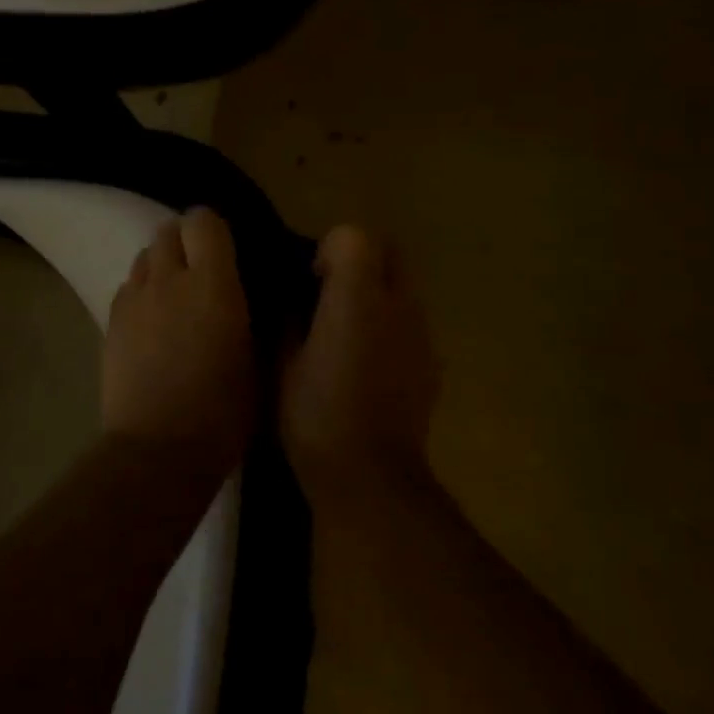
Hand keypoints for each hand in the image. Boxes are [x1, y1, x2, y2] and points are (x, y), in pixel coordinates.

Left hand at [102, 209, 257, 469]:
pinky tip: (152, 322)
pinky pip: (127, 288)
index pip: (203, 221)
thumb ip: (246, 313)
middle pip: (166, 231)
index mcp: (212, 284)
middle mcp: (168, 280)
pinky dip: (140, 293)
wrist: (159, 449)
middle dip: (184, 241)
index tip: (226, 249)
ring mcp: (133, 300)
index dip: (212, 229)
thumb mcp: (255, 360)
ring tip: (174, 296)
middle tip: (201, 271)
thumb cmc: (222, 412)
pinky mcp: (110, 322)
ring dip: (161, 266)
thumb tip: (242, 293)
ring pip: (143, 258)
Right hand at [281, 226, 439, 493]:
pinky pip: (411, 324)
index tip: (310, 280)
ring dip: (375, 293)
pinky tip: (366, 362)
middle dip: (358, 260)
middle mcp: (398, 306)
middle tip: (327, 293)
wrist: (371, 477)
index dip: (328, 249)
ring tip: (344, 330)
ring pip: (403, 287)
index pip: (354, 236)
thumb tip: (291, 298)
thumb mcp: (281, 363)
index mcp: (357, 298)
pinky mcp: (433, 363)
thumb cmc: (315, 416)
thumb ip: (288, 318)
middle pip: (389, 251)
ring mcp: (422, 334)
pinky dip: (390, 326)